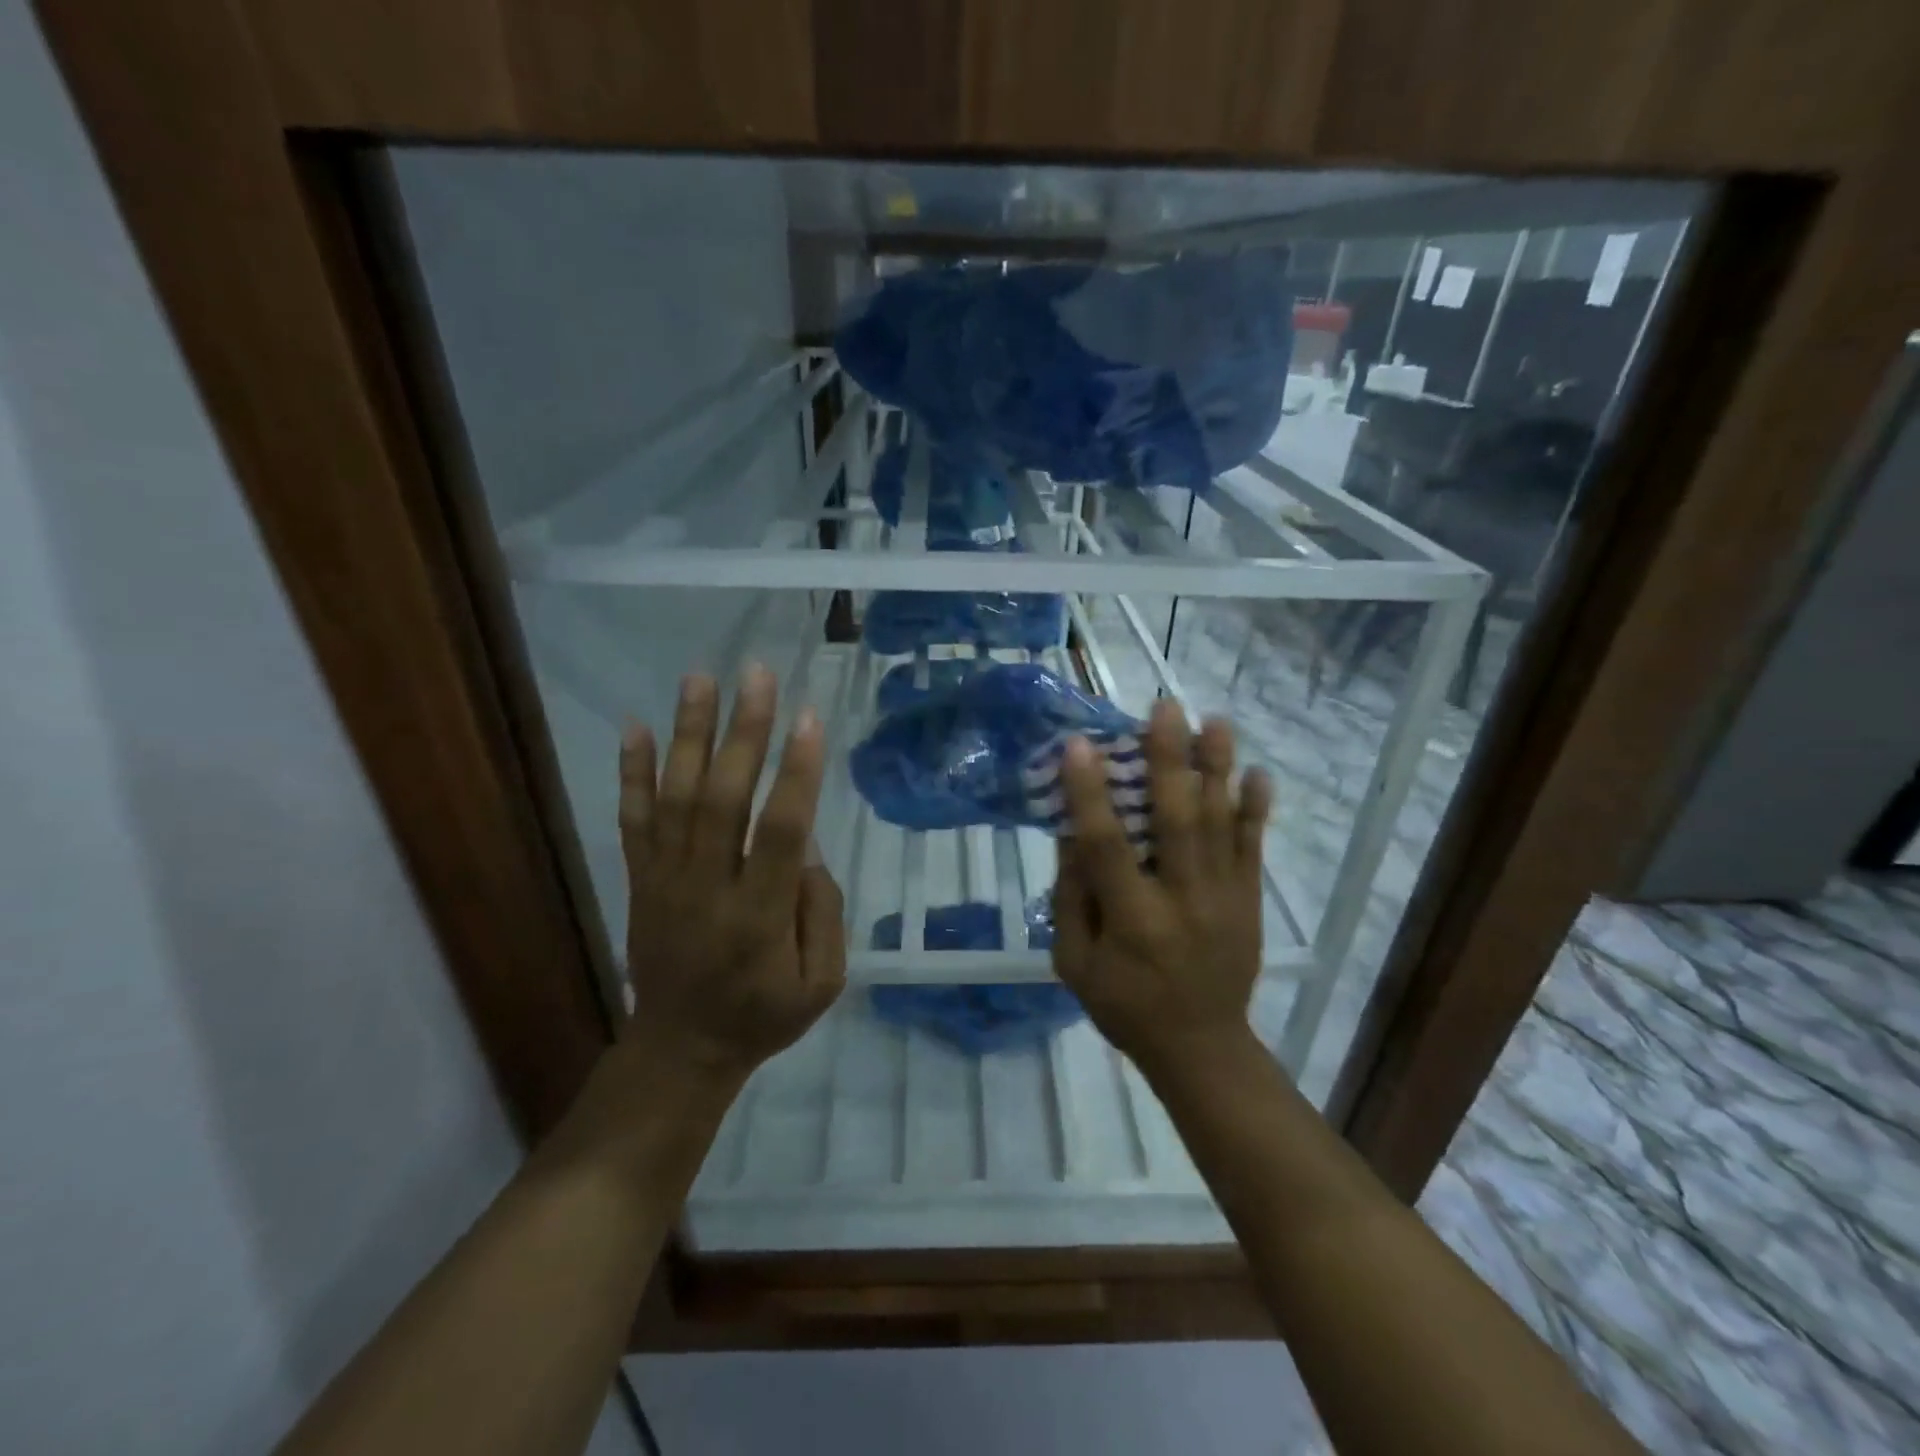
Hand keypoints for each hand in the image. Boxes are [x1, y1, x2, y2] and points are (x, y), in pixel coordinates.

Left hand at [618, 667, 846, 1087]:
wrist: (680, 1050)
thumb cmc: (762, 1015)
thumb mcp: (821, 984)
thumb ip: (823, 913)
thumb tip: (806, 846)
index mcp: (759, 917)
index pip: (778, 831)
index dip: (795, 772)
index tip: (808, 717)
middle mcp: (707, 889)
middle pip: (723, 799)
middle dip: (743, 732)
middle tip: (757, 674)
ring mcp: (665, 881)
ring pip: (675, 798)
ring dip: (688, 735)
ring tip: (700, 678)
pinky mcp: (641, 880)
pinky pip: (633, 820)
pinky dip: (631, 772)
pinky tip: (635, 726)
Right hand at [1050, 698, 1271, 1076]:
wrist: (1202, 1046)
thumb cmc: (1125, 1005)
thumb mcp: (1075, 963)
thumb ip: (1071, 897)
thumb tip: (1072, 831)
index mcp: (1132, 920)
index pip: (1107, 847)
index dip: (1091, 795)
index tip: (1080, 745)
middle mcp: (1182, 901)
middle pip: (1177, 821)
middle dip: (1170, 760)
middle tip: (1166, 708)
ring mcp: (1224, 898)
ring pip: (1220, 824)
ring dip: (1218, 769)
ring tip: (1215, 721)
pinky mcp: (1249, 900)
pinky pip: (1254, 847)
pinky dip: (1255, 809)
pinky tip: (1257, 773)